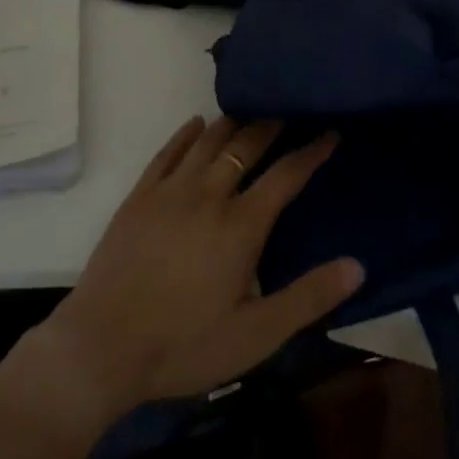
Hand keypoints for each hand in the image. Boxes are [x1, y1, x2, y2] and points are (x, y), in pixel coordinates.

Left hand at [38, 117, 362, 418]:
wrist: (101, 347)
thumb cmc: (184, 345)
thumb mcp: (256, 335)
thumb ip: (308, 298)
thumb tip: (358, 266)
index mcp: (241, 225)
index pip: (286, 175)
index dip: (311, 151)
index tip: (329, 131)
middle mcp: (208, 194)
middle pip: (246, 146)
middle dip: (272, 125)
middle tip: (289, 110)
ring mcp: (170, 191)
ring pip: (208, 141)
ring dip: (233, 123)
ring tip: (250, 112)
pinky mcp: (140, 196)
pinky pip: (168, 151)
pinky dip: (187, 133)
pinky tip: (196, 124)